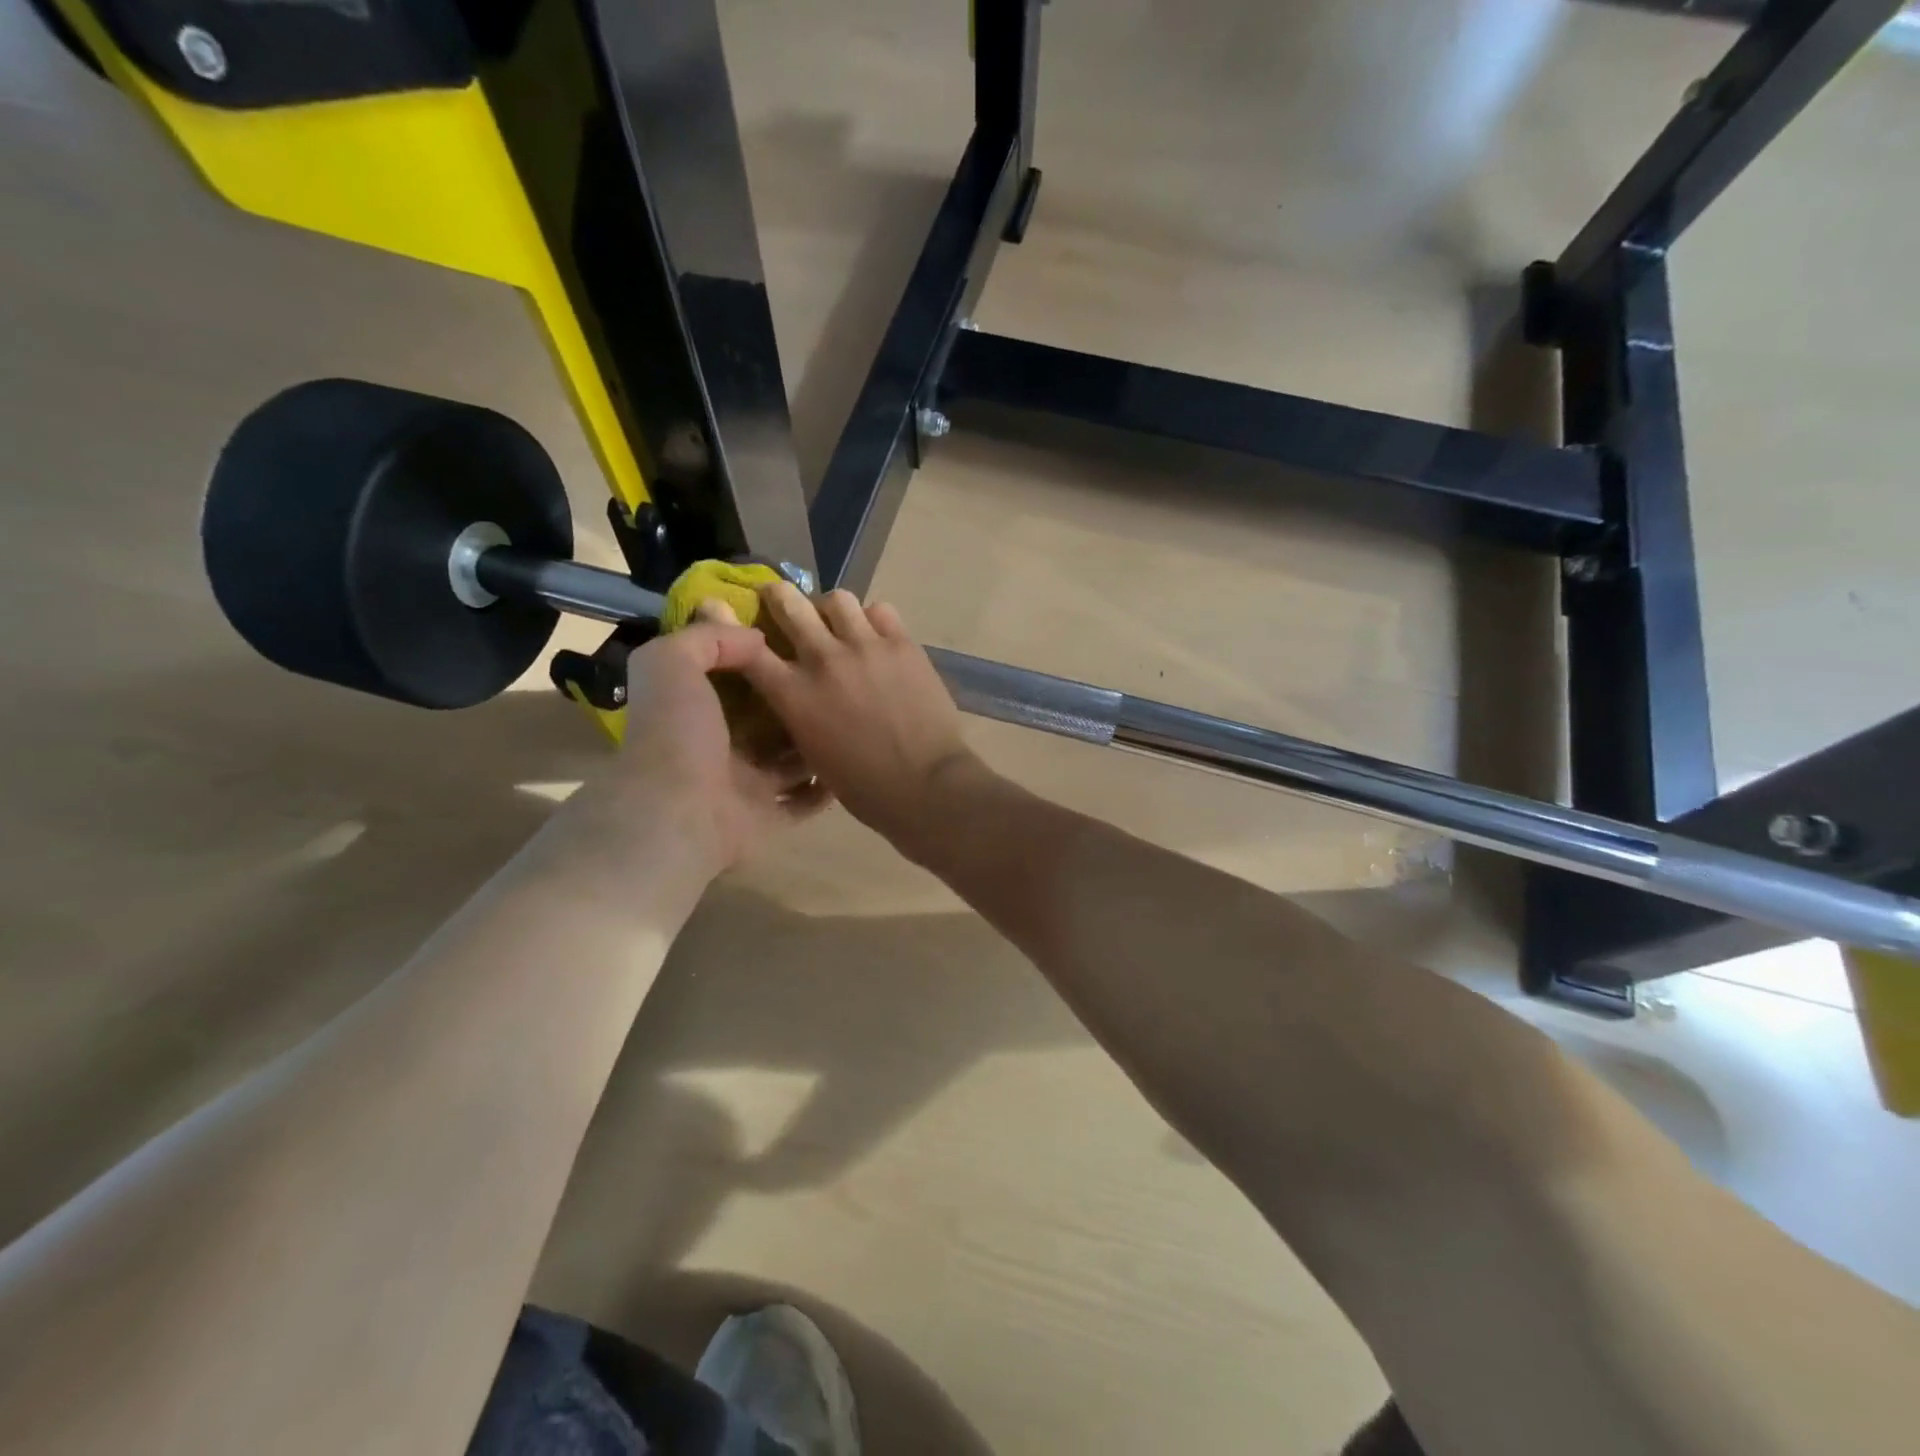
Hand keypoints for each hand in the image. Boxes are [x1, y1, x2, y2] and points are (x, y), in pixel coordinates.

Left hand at [570, 612, 825, 873]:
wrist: (681, 814)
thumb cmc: (677, 734)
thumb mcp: (673, 662)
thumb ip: (708, 638)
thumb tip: (756, 639)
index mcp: (694, 711)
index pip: (730, 678)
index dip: (757, 660)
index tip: (796, 641)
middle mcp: (718, 748)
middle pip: (765, 720)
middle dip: (796, 702)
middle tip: (836, 679)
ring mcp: (744, 787)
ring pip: (788, 761)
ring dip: (814, 743)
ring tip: (851, 717)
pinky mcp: (767, 818)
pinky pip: (802, 802)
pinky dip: (823, 787)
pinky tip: (849, 762)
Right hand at [736, 583, 987, 854]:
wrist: (924, 784)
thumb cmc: (863, 786)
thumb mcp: (811, 751)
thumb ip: (797, 711)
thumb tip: (794, 690)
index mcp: (794, 694)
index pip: (748, 648)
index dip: (729, 625)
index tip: (726, 615)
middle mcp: (823, 660)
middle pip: (788, 603)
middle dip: (779, 597)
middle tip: (782, 602)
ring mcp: (865, 647)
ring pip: (837, 599)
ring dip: (830, 608)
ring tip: (838, 622)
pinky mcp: (903, 644)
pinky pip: (880, 610)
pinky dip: (873, 619)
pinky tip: (876, 636)